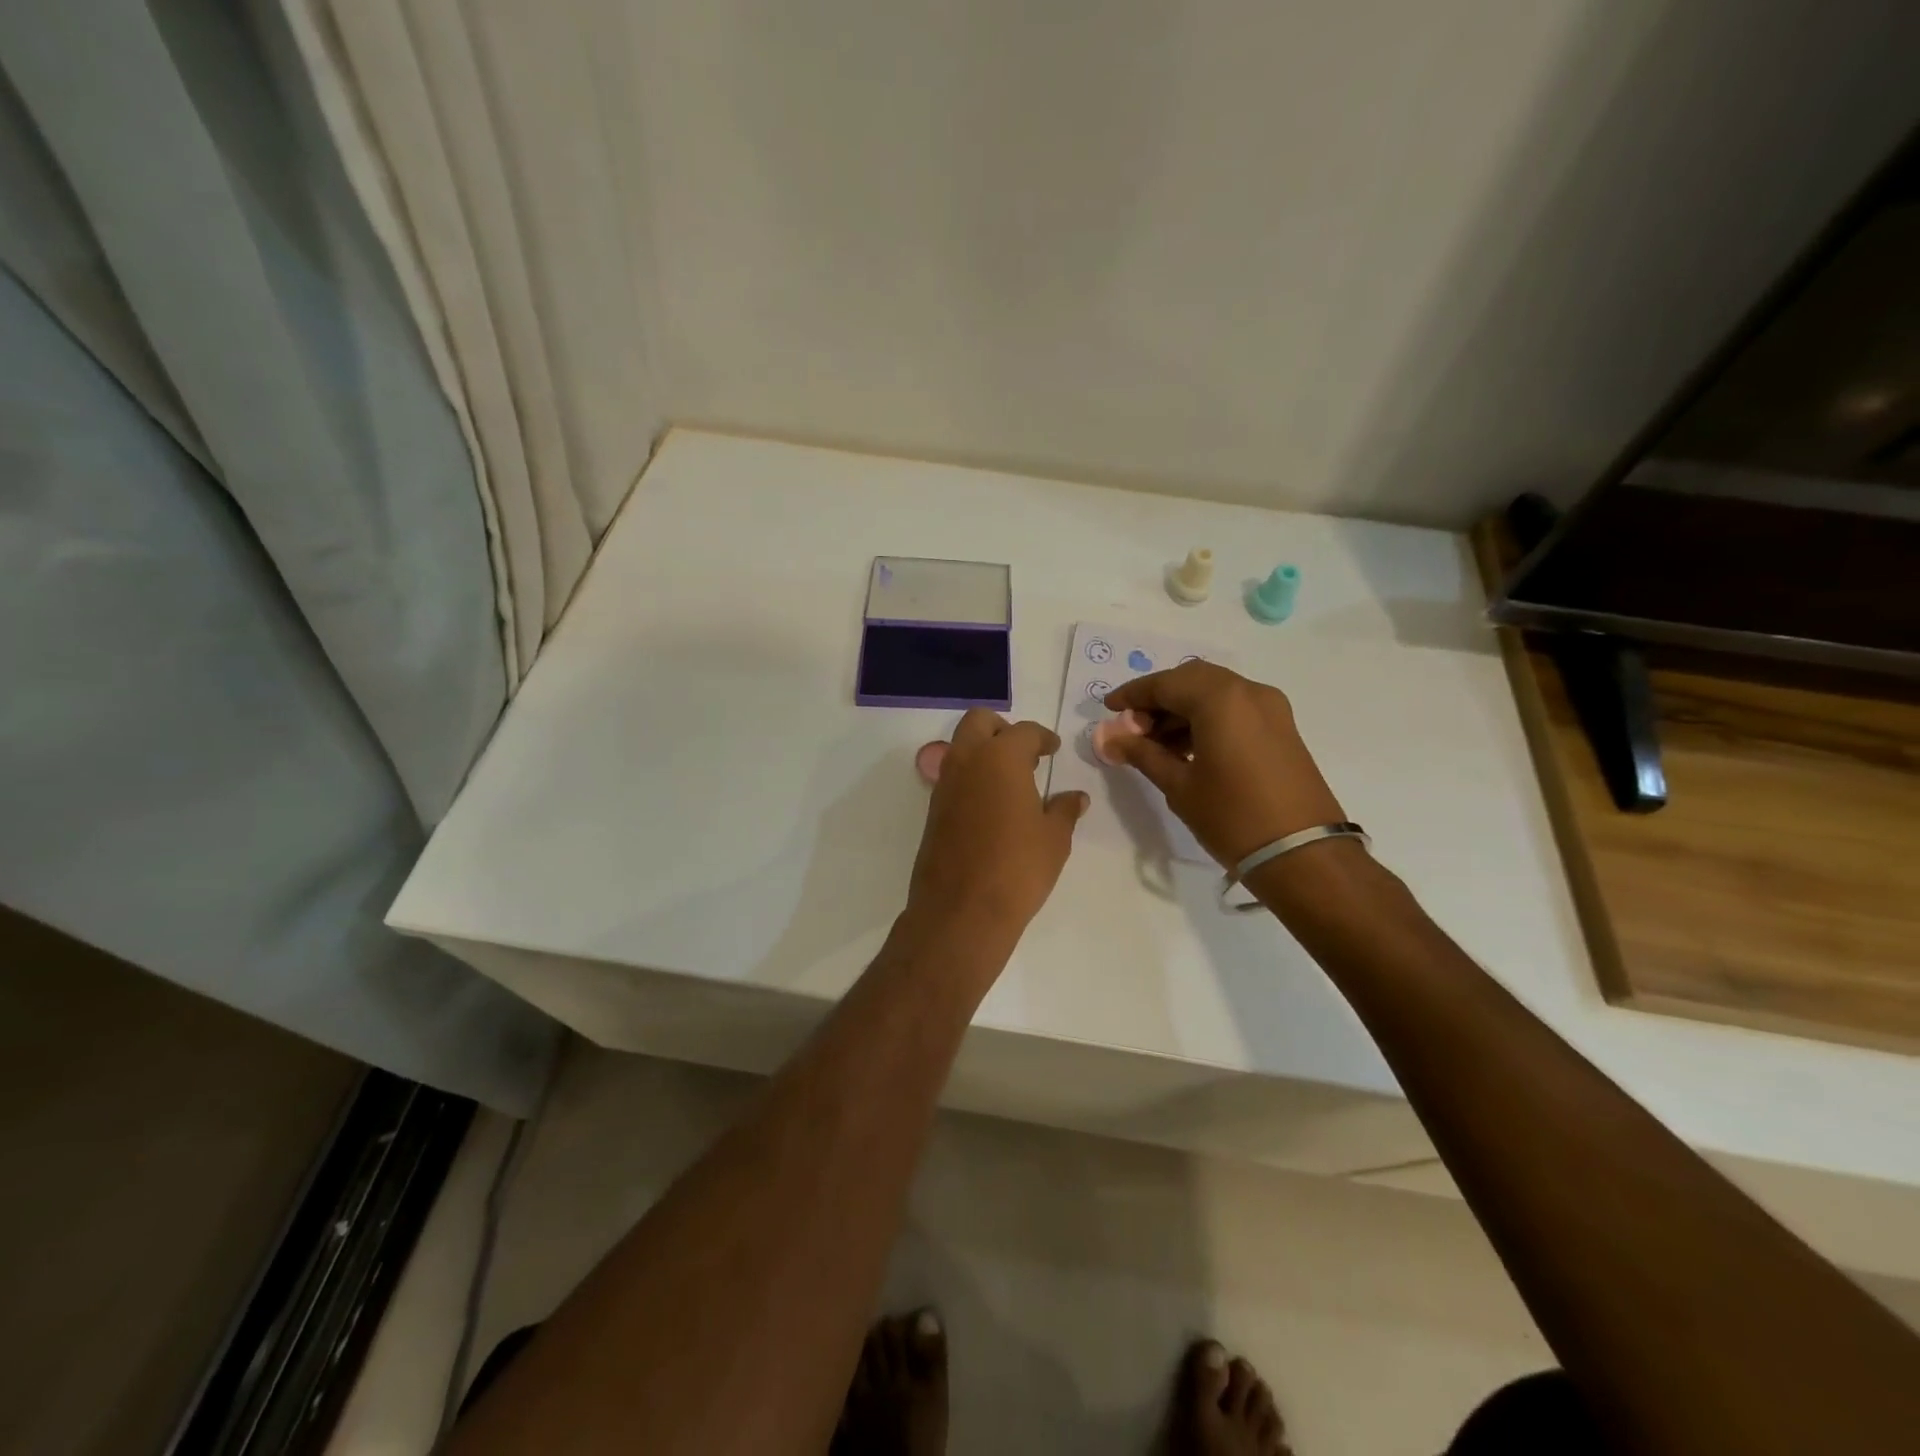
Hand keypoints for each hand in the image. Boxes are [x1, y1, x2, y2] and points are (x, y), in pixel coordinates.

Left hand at [905, 710, 1088, 944]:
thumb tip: (1075, 797)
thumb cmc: (1018, 868)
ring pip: (960, 747)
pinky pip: (953, 777)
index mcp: (1000, 758)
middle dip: (1003, 729)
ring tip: (1012, 781)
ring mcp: (944, 785)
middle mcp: (967, 761)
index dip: (1043, 737)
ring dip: (984, 752)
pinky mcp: (933, 810)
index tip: (1053, 749)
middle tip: (1025, 754)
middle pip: (979, 722)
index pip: (1024, 731)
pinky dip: (972, 777)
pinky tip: (992, 805)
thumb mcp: (1054, 839)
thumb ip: (1065, 810)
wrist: (962, 911)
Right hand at [1103, 661, 1344, 868]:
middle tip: (1132, 728)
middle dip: (1158, 699)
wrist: (1303, 855)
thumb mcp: (1179, 785)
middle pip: (1191, 680)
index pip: (1165, 683)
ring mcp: (1270, 709)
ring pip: (1214, 693)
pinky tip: (1186, 749)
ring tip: (1154, 744)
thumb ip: (1142, 754)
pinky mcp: (1281, 728)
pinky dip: (1206, 719)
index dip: (1133, 695)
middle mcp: (1248, 691)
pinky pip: (1234, 709)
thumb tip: (1108, 738)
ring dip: (1181, 710)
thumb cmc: (1232, 817)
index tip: (1108, 709)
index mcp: (1220, 699)